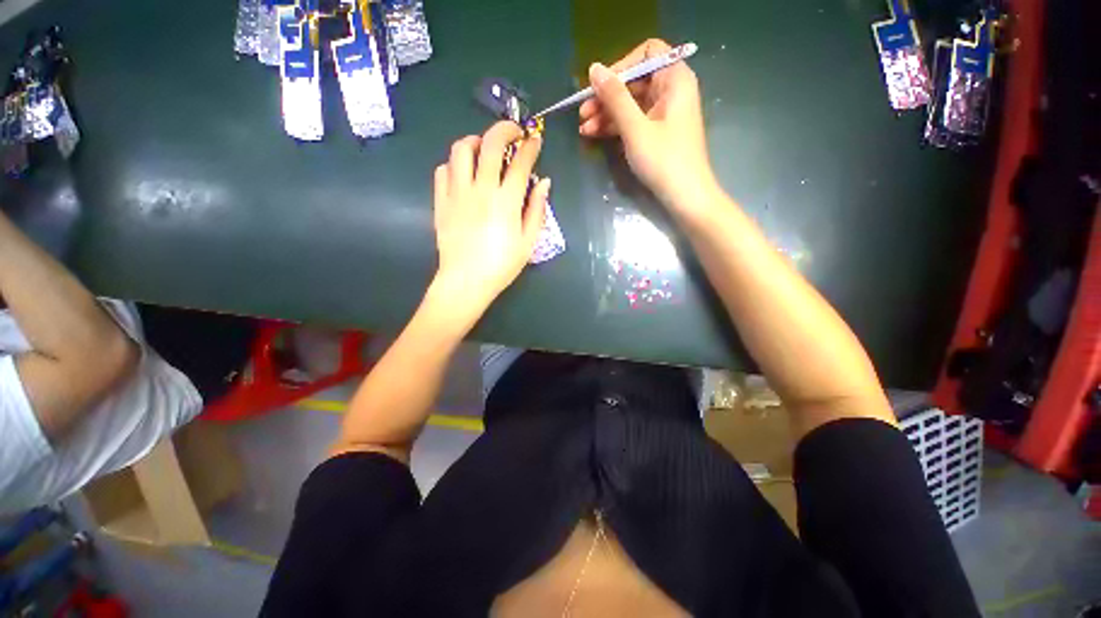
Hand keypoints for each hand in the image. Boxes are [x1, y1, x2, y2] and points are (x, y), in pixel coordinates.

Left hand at [431, 121, 549, 315]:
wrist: (466, 281)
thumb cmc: (501, 265)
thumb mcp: (528, 242)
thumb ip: (537, 209)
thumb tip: (544, 182)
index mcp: (506, 201)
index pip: (520, 161)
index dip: (530, 146)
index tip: (535, 141)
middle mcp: (481, 189)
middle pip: (490, 143)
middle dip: (505, 129)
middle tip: (513, 132)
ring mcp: (457, 193)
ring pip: (461, 150)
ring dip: (476, 141)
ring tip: (484, 149)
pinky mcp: (441, 201)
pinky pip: (443, 170)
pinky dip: (455, 165)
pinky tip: (463, 174)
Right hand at [579, 39, 715, 209]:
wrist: (685, 197)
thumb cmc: (664, 160)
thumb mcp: (636, 128)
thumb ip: (615, 97)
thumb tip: (594, 68)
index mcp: (674, 79)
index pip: (645, 54)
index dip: (620, 67)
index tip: (598, 87)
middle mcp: (671, 90)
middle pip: (634, 81)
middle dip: (606, 96)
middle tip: (582, 113)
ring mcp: (664, 113)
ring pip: (630, 103)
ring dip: (606, 114)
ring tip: (583, 129)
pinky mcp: (657, 132)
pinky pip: (633, 120)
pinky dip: (615, 126)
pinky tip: (594, 134)